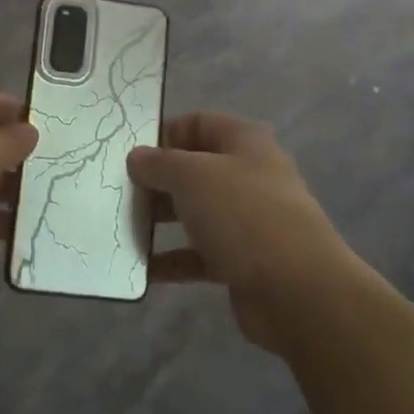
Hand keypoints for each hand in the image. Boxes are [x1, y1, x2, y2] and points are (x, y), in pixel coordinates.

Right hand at [128, 113, 359, 350]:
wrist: (297, 290)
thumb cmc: (242, 214)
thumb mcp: (192, 175)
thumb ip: (159, 162)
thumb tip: (137, 156)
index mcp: (244, 141)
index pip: (197, 123)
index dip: (163, 132)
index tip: (127, 151)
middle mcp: (249, 174)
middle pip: (194, 169)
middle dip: (156, 179)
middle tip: (116, 190)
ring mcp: (248, 220)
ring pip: (195, 212)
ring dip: (160, 220)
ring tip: (120, 226)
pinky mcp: (243, 261)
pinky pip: (199, 254)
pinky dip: (172, 259)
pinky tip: (139, 267)